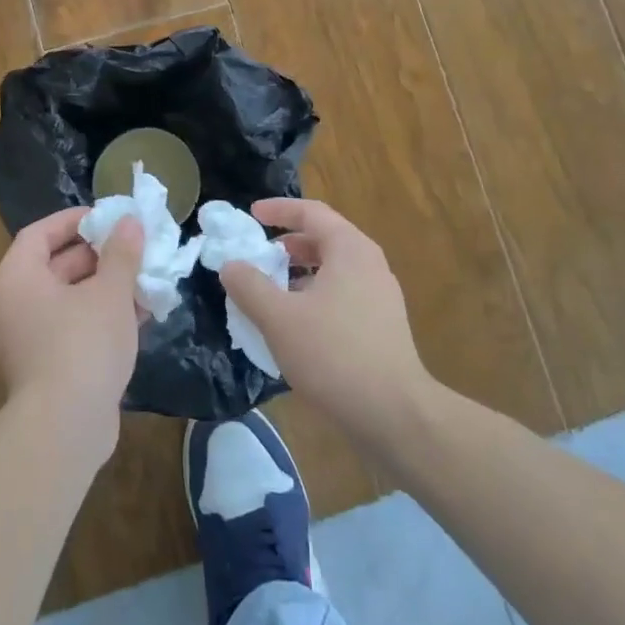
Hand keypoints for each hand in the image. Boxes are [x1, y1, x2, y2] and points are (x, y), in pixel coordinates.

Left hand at [0, 209, 142, 459]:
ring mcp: (25, 340)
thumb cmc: (83, 344)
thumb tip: (129, 222)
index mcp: (17, 279)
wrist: (65, 429)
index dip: (74, 221)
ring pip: (67, 300)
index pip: (39, 234)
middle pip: (54, 266)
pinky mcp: (43, 368)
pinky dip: (99, 318)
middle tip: (133, 248)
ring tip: (144, 280)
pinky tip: (138, 316)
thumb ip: (121, 253)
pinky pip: (70, 328)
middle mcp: (13, 305)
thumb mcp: (110, 292)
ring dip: (105, 288)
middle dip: (98, 256)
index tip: (108, 218)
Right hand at [220, 199, 432, 444]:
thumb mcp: (278, 318)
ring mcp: (380, 295)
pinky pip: (343, 293)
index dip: (278, 209)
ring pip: (334, 269)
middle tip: (258, 255)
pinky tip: (297, 323)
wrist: (395, 414)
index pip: (311, 212)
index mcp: (349, 249)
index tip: (251, 215)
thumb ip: (249, 286)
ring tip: (272, 291)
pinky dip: (315, 294)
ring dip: (300, 272)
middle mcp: (370, 264)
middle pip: (324, 238)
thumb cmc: (334, 355)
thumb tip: (230, 265)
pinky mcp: (383, 325)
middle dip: (287, 243)